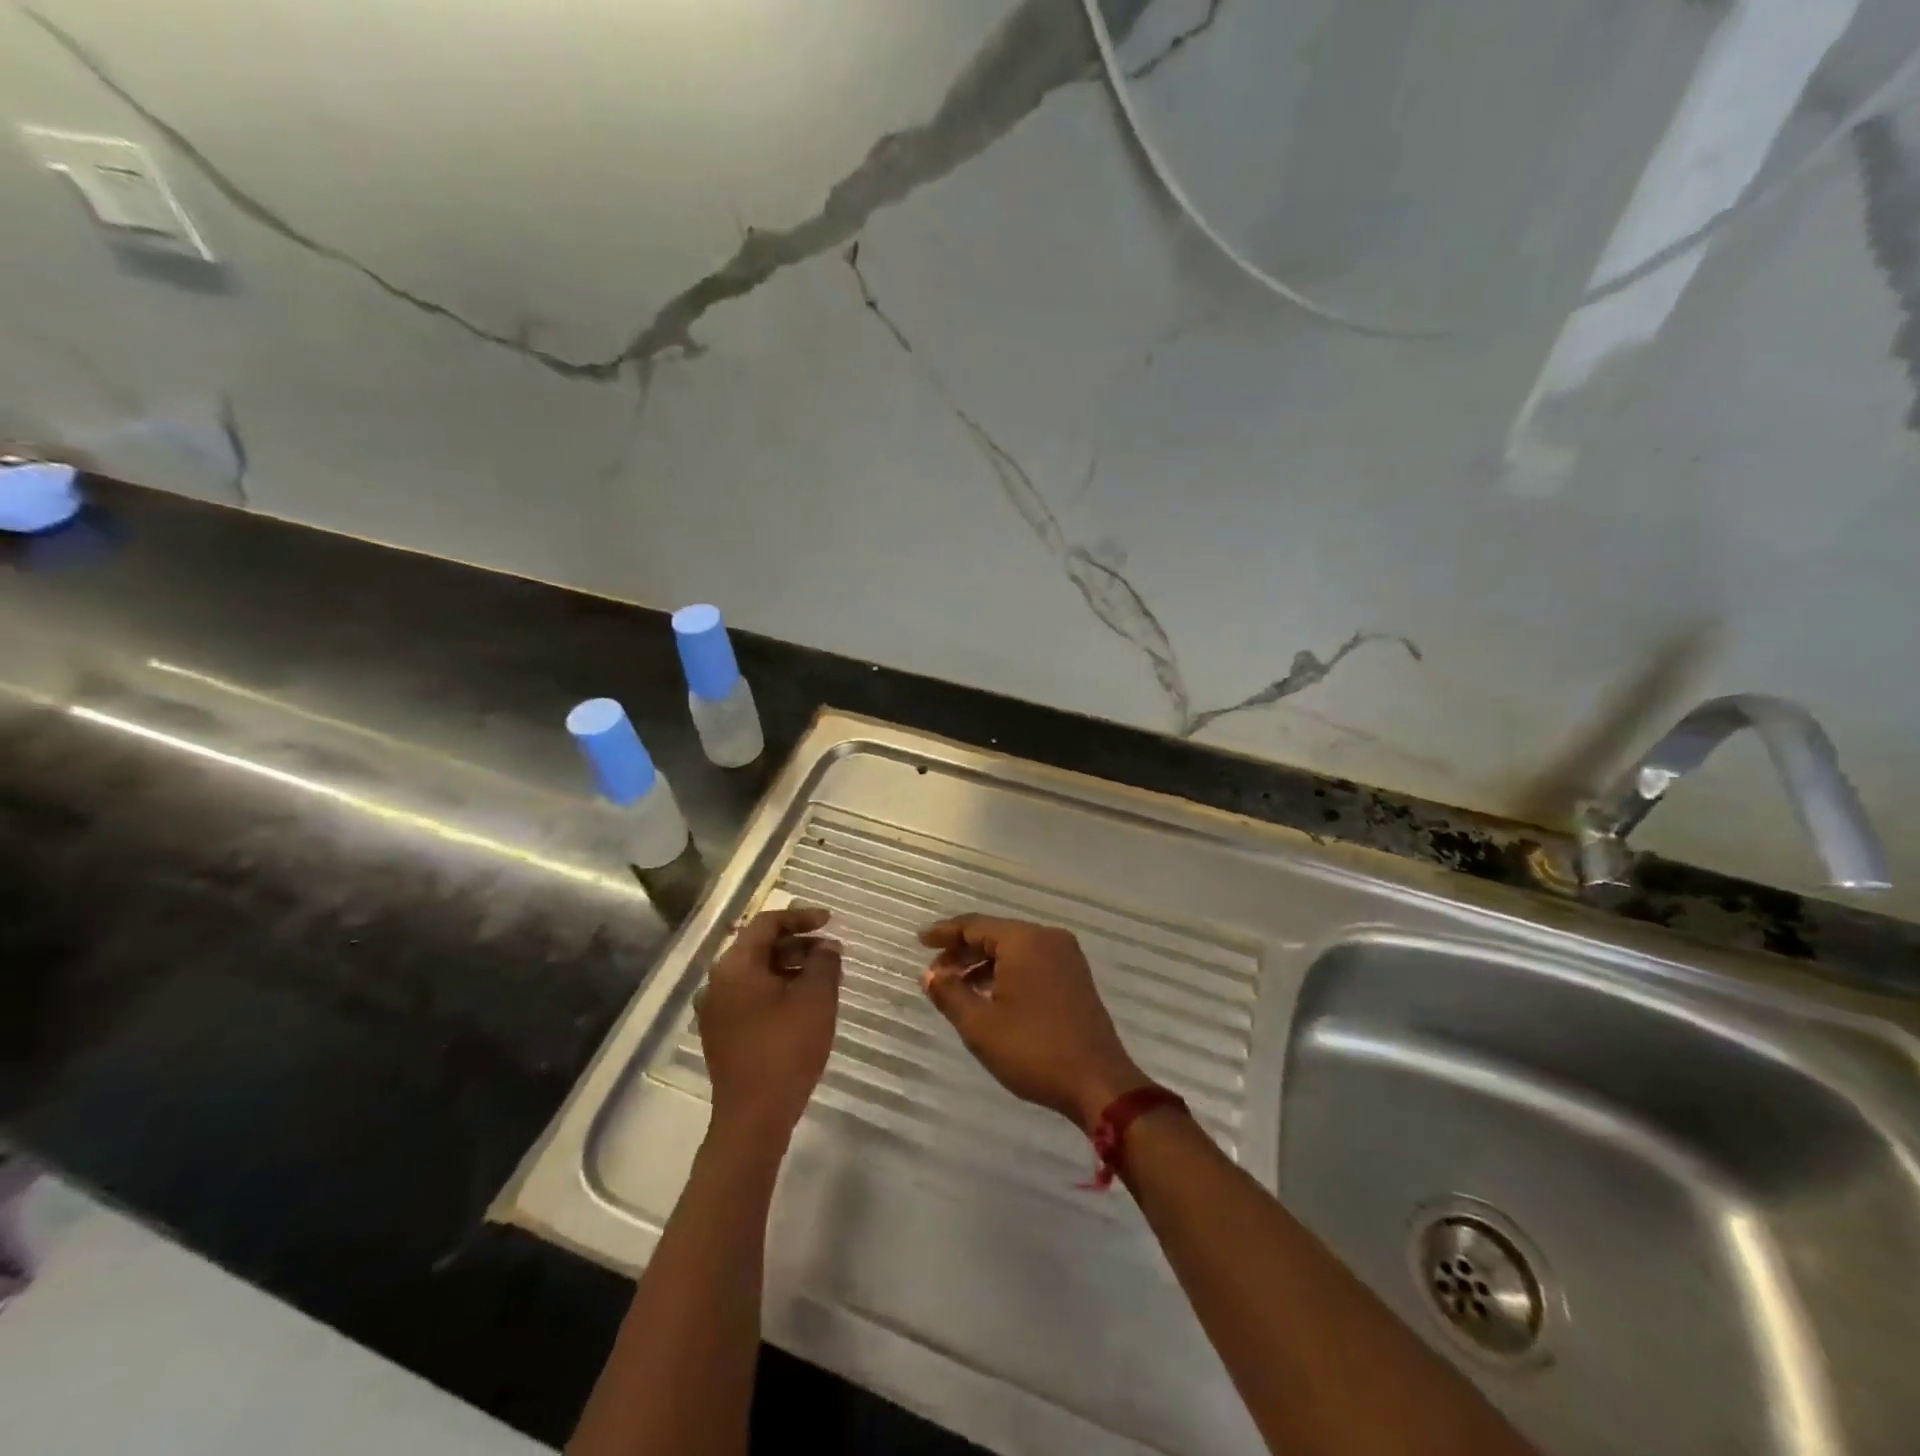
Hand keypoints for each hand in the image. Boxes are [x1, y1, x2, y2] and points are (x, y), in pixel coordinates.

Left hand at [698, 906, 841, 1144]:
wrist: (753, 1117)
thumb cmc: (786, 1049)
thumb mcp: (816, 999)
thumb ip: (824, 963)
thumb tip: (827, 946)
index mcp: (735, 965)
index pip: (767, 923)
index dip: (801, 917)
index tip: (830, 921)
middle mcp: (718, 981)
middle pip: (759, 947)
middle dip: (798, 944)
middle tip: (830, 952)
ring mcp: (716, 1009)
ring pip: (755, 973)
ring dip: (788, 967)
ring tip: (822, 978)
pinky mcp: (721, 1032)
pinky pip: (749, 996)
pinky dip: (776, 989)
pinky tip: (802, 1004)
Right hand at [920, 915, 1150, 1130]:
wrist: (1099, 1082)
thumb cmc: (1034, 1050)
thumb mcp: (980, 1025)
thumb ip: (950, 993)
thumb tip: (930, 974)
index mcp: (1025, 940)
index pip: (975, 924)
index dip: (944, 933)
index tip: (920, 940)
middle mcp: (1048, 938)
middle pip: (995, 933)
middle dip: (963, 950)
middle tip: (935, 971)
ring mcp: (1066, 957)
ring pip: (1014, 949)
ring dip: (984, 963)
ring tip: (957, 987)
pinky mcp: (1075, 977)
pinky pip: (1032, 962)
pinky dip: (1007, 972)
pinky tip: (990, 996)